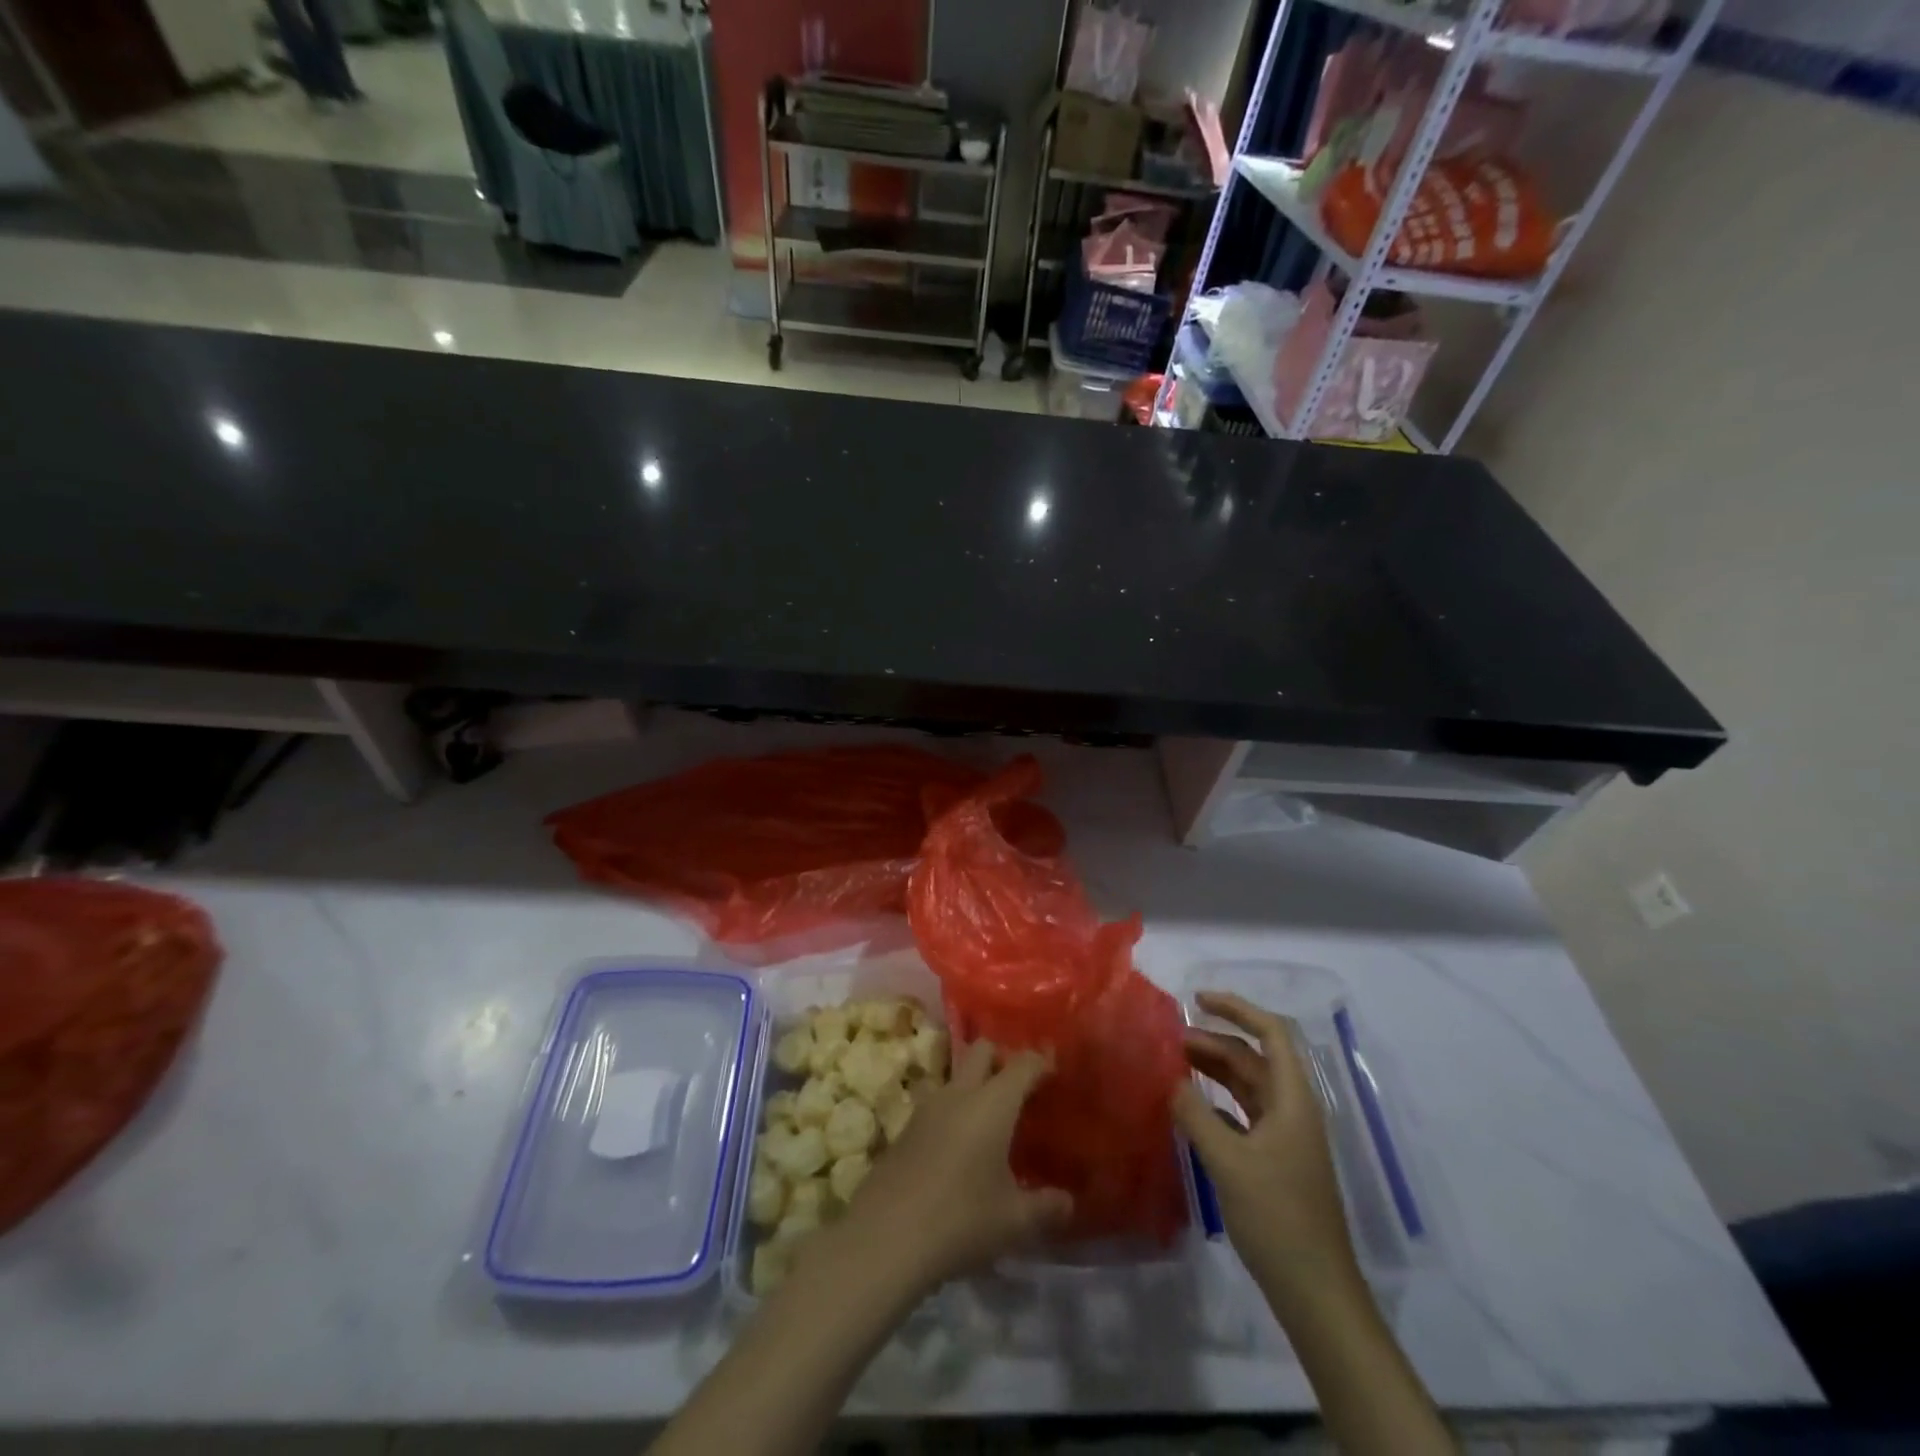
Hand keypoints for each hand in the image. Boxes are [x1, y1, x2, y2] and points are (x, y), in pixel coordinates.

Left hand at [821, 1039, 1072, 1296]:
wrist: (886, 1237)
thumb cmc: (961, 1220)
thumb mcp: (1014, 1221)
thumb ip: (1046, 1207)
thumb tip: (1068, 1202)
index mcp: (993, 1102)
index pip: (1022, 1064)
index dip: (1041, 1061)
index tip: (1055, 1070)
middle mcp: (960, 1092)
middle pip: (982, 1050)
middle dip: (1003, 1058)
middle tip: (1020, 1088)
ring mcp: (927, 1107)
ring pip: (956, 1075)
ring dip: (974, 1084)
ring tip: (990, 1119)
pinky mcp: (906, 1128)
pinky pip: (937, 1103)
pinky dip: (954, 1111)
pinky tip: (960, 1146)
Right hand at [1173, 991, 1360, 1310]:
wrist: (1315, 1291)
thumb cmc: (1277, 1217)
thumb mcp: (1228, 1161)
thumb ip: (1194, 1114)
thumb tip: (1169, 1080)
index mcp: (1293, 1099)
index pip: (1271, 1033)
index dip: (1236, 1009)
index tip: (1196, 1000)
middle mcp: (1292, 1109)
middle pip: (1253, 1058)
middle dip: (1213, 1041)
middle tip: (1169, 1041)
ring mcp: (1285, 1136)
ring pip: (1247, 1086)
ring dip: (1213, 1070)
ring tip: (1173, 1065)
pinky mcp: (1274, 1160)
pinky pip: (1242, 1115)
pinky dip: (1215, 1103)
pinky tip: (1188, 1108)